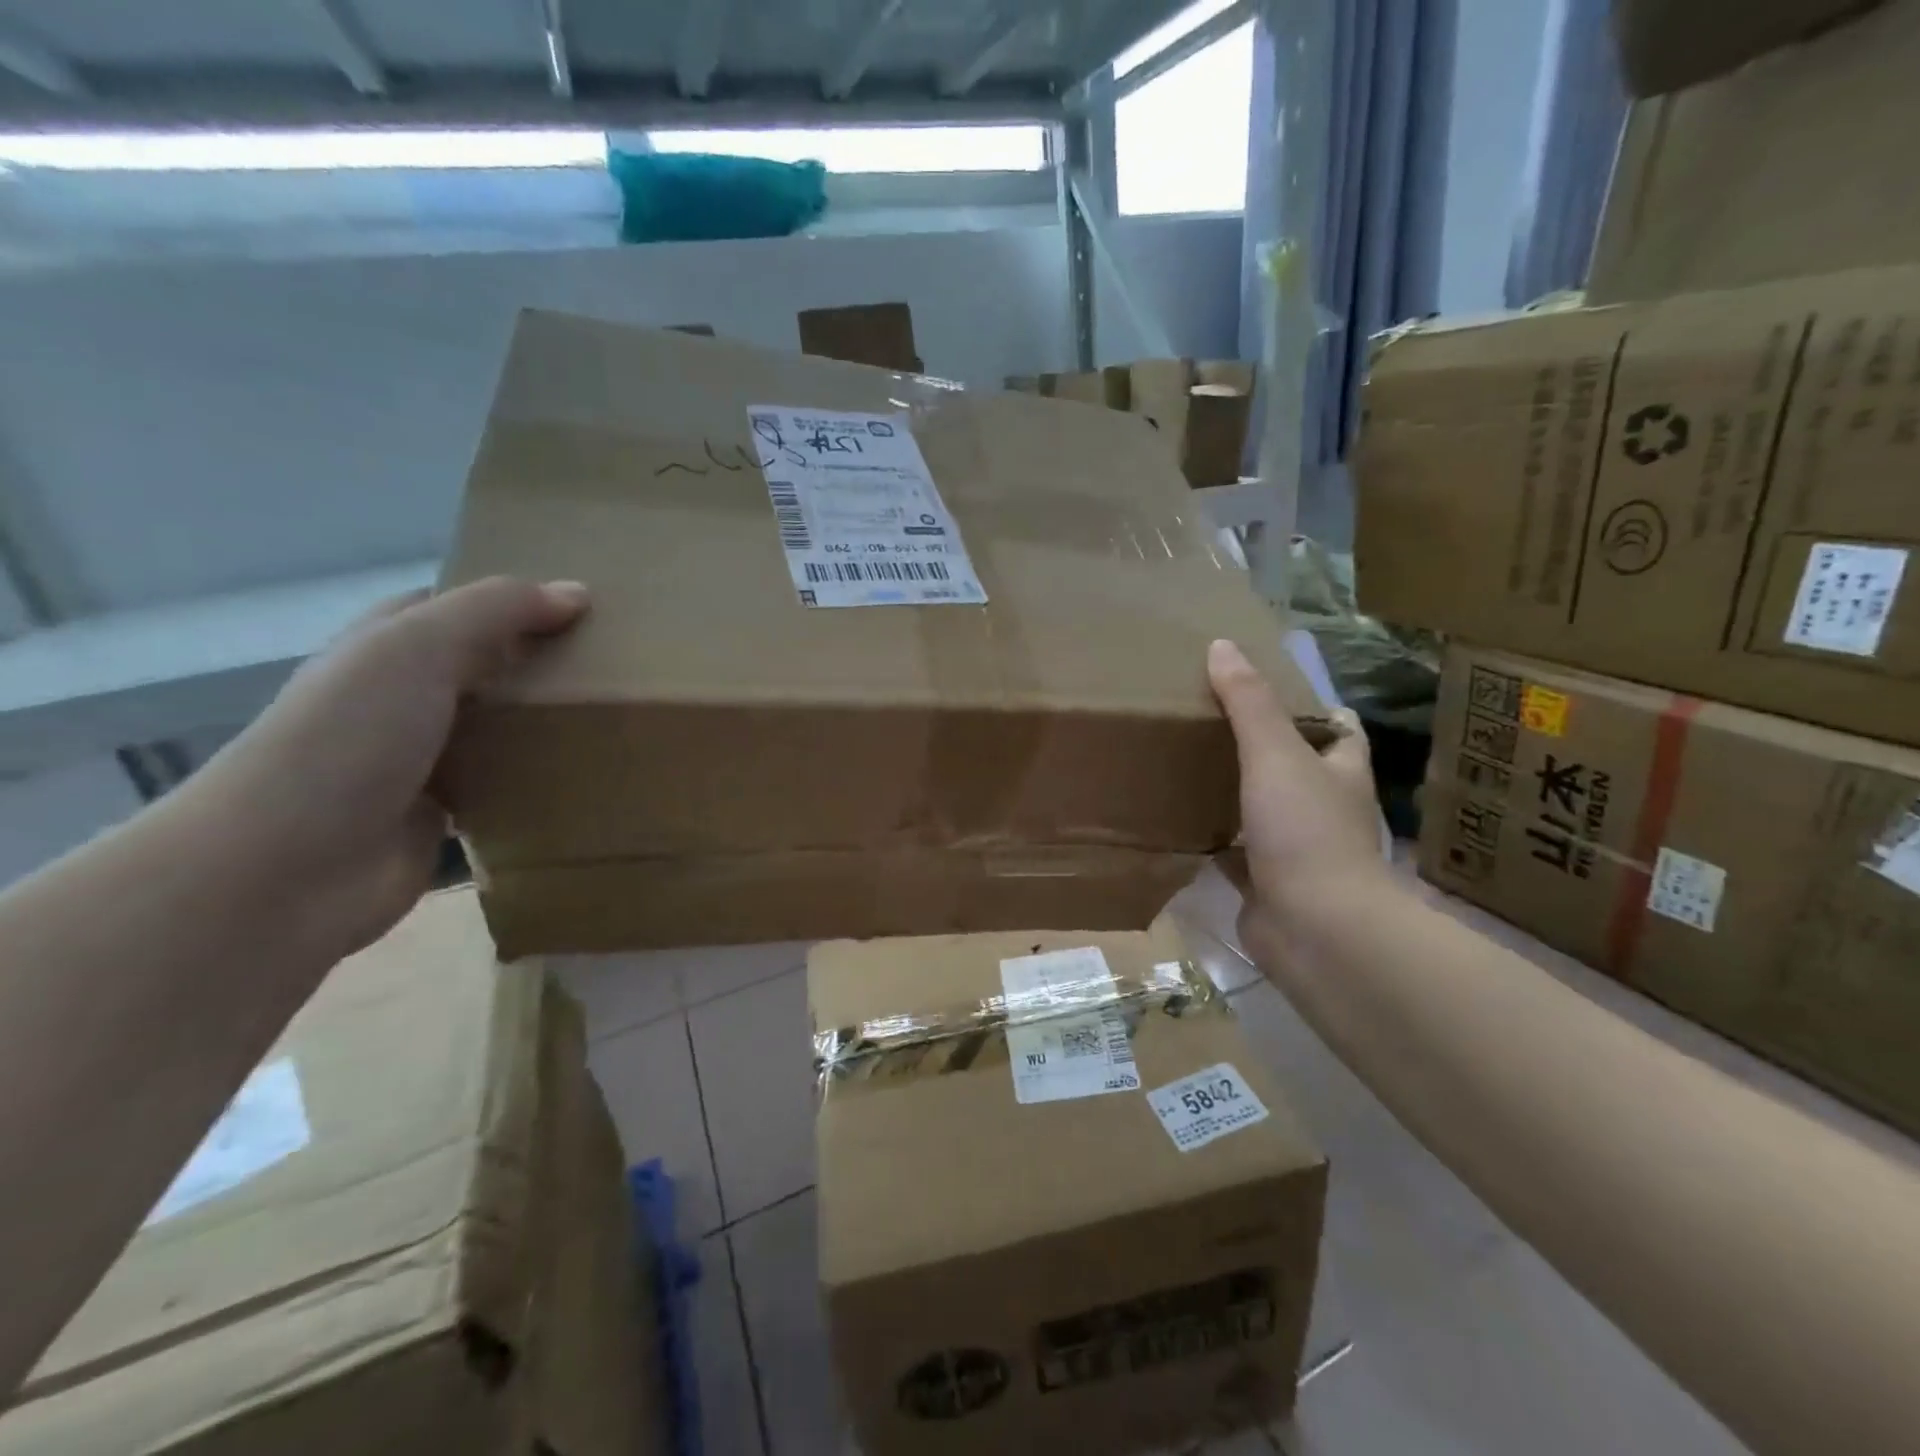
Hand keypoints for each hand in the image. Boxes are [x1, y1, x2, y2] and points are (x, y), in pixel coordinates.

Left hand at [176, 577, 587, 961]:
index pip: (456, 607)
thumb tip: (576, 593)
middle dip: (540, 662)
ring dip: (543, 722)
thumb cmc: (350, 739)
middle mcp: (401, 697)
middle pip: (485, 666)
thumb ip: (496, 610)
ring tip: (615, 713)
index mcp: (385, 647)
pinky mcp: (443, 812)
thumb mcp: (418, 648)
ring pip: (498, 726)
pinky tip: (585, 769)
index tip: (584, 607)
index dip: (514, 600)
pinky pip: (503, 781)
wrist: (292, 868)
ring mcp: (420, 758)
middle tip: (614, 662)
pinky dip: (537, 775)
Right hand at [1207, 639, 1387, 943]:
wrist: (1316, 930)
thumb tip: (1221, 646)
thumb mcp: (1275, 754)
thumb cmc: (1306, 832)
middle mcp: (1324, 808)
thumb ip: (1248, 702)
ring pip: (1262, 811)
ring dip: (1233, 794)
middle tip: (1206, 721)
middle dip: (1259, 747)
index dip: (1308, 706)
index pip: (1337, 728)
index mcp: (1340, 772)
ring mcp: (1297, 850)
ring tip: (1184, 764)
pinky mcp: (1267, 884)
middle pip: (1295, 767)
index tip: (1261, 689)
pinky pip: (1234, 853)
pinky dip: (1211, 841)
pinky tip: (1175, 822)